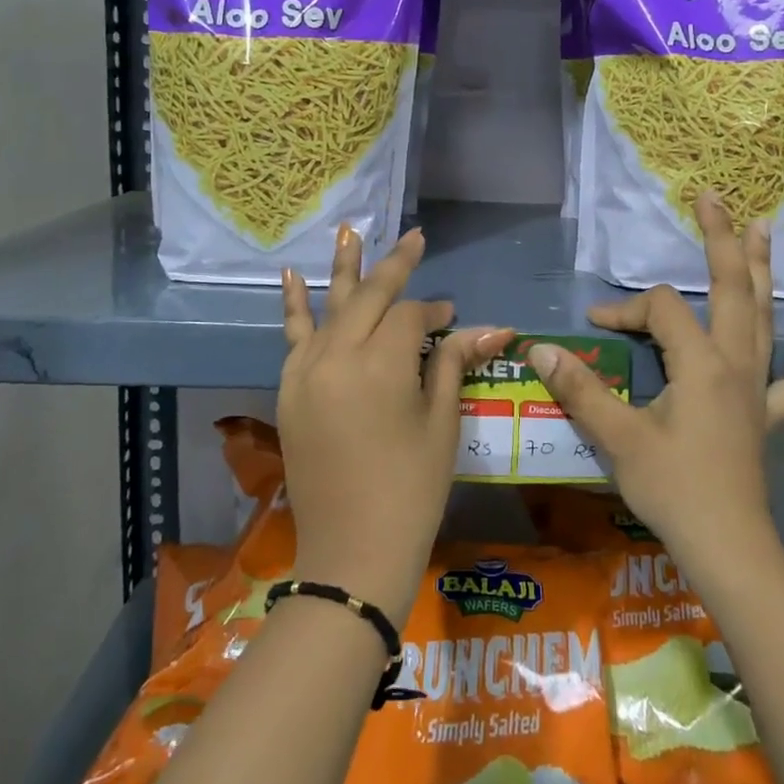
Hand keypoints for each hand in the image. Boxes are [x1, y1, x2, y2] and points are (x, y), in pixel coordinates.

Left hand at [279, 225, 511, 621]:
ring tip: (349, 230)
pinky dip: (293, 305)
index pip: (409, 315)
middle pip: (368, 297)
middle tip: (414, 238)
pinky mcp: (288, 390)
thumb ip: (454, 364)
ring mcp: (306, 372)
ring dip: (343, 268)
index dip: (434, 312)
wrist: (351, 553)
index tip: (451, 318)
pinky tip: (291, 276)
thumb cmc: (411, 490)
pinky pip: (292, 337)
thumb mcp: (441, 424)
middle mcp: (337, 356)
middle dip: (394, 266)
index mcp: (381, 365)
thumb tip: (494, 327)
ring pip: (329, 307)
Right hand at [525, 191, 783, 561]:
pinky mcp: (770, 414)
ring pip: (766, 317)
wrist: (727, 547)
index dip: (625, 310)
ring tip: (764, 228)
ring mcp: (759, 387)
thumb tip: (539, 348)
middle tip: (713, 198)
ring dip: (762, 271)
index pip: (661, 311)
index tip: (595, 326)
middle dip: (719, 241)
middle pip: (730, 289)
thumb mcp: (618, 437)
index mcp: (700, 364)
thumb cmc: (672, 490)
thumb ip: (580, 388)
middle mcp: (736, 363)